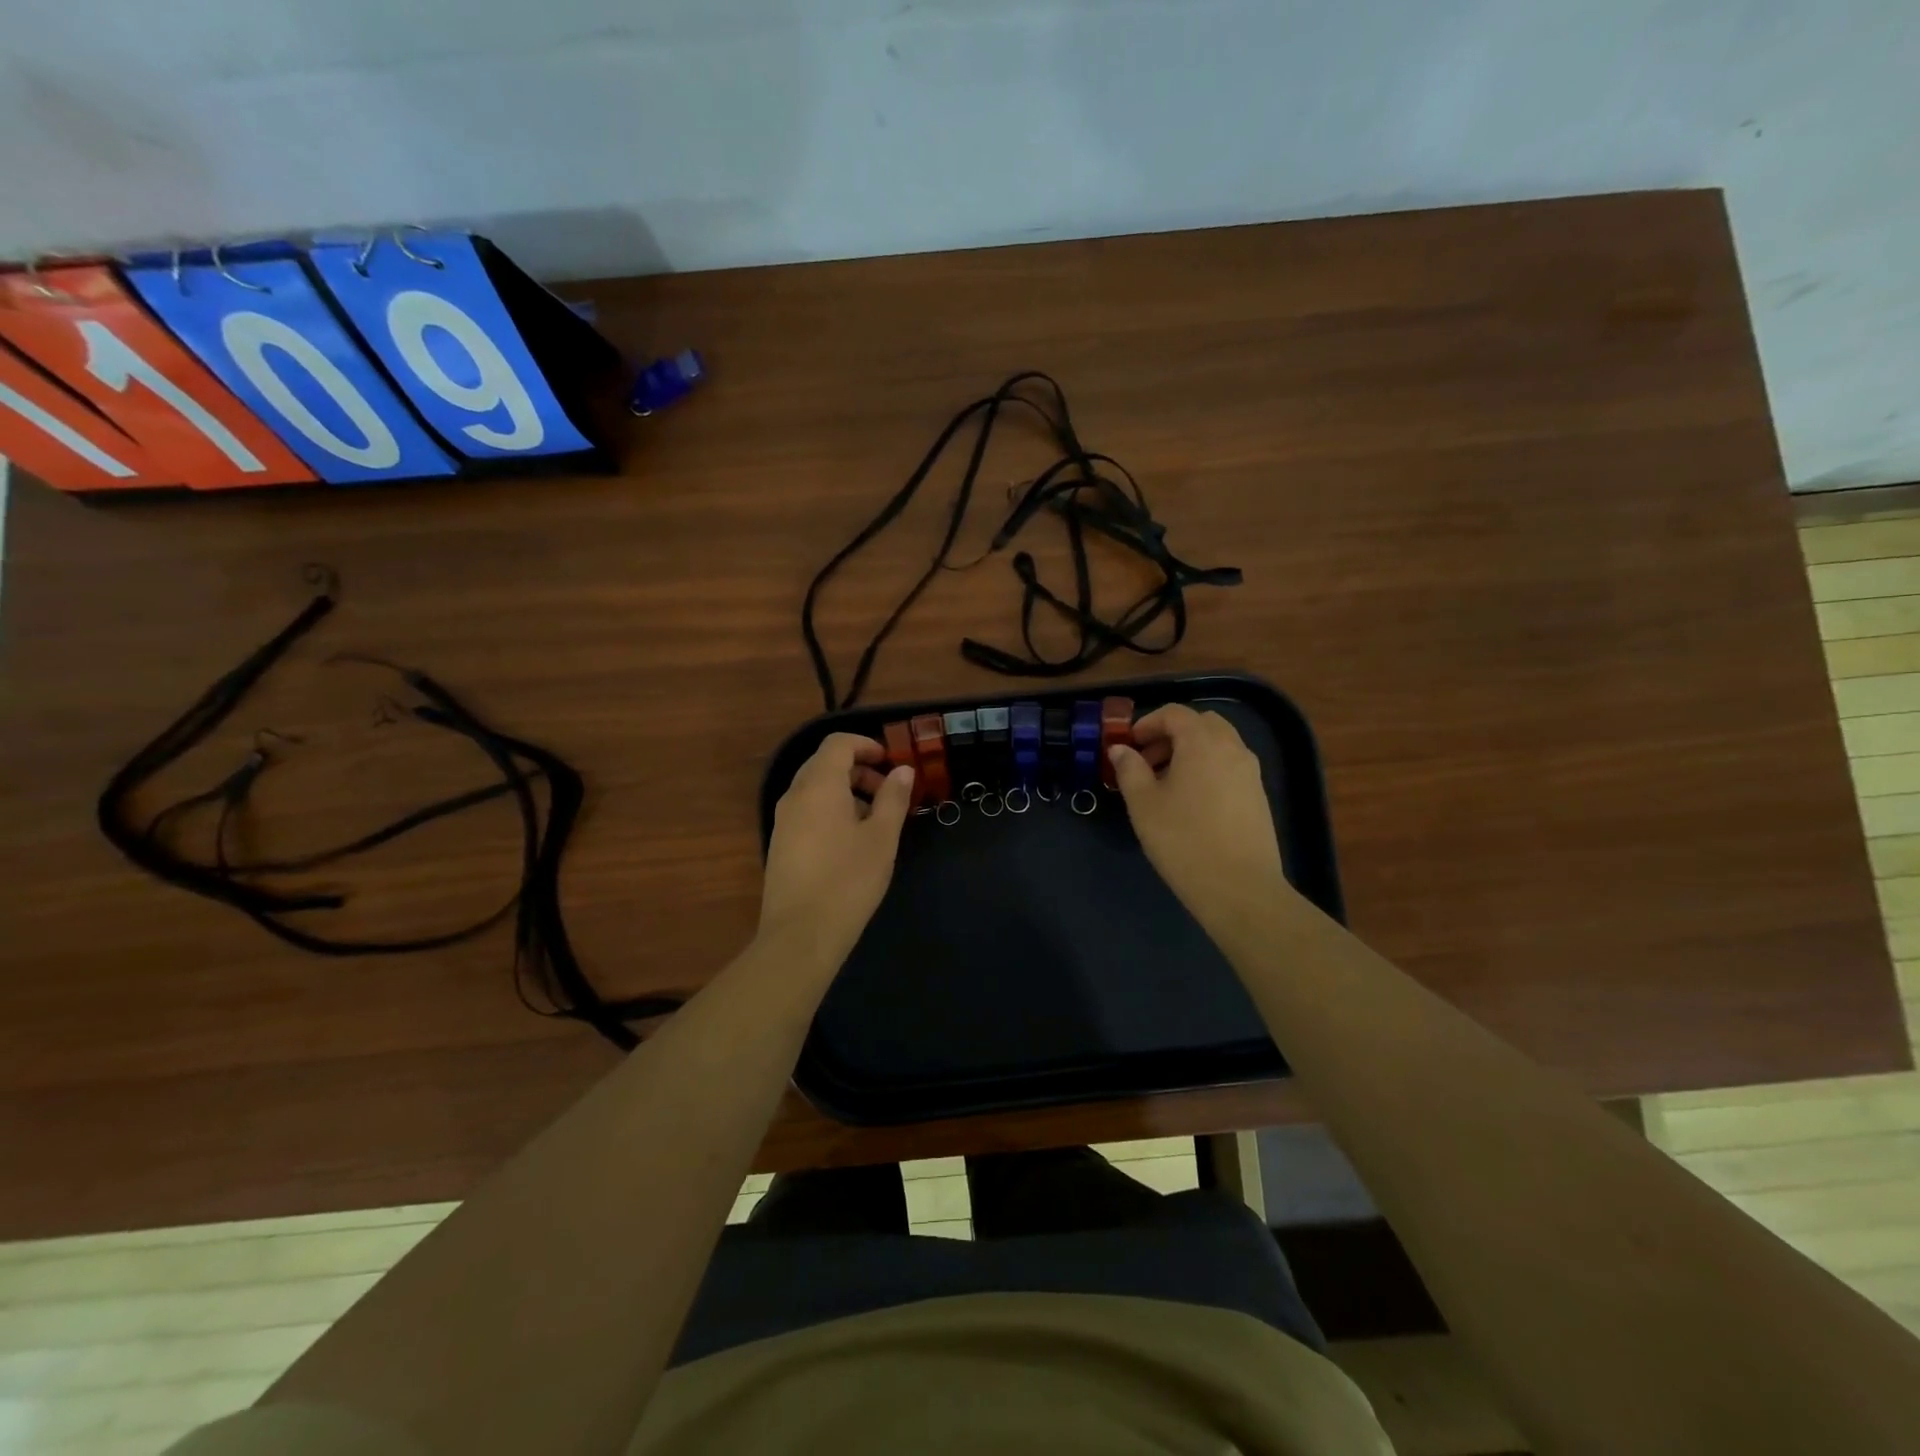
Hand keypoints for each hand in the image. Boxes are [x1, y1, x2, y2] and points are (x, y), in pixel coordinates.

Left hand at [757, 733, 914, 968]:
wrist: (801, 934)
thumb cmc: (848, 880)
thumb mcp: (881, 837)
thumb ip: (893, 798)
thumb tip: (902, 770)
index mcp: (818, 785)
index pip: (837, 744)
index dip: (866, 745)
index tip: (891, 763)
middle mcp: (794, 795)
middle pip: (825, 764)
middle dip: (859, 770)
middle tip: (889, 793)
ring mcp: (783, 821)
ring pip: (816, 789)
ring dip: (846, 792)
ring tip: (876, 821)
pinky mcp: (781, 844)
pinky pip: (808, 811)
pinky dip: (831, 811)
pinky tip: (852, 842)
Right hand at [1108, 704, 1295, 932]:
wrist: (1239, 888)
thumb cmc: (1183, 840)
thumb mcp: (1143, 804)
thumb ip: (1129, 769)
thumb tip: (1120, 749)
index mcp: (1202, 743)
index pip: (1175, 713)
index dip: (1148, 722)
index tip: (1129, 745)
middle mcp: (1232, 748)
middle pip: (1201, 723)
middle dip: (1171, 734)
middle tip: (1147, 761)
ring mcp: (1250, 772)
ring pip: (1218, 744)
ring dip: (1190, 751)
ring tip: (1166, 784)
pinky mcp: (1258, 796)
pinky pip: (1230, 766)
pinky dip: (1208, 769)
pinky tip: (1191, 803)